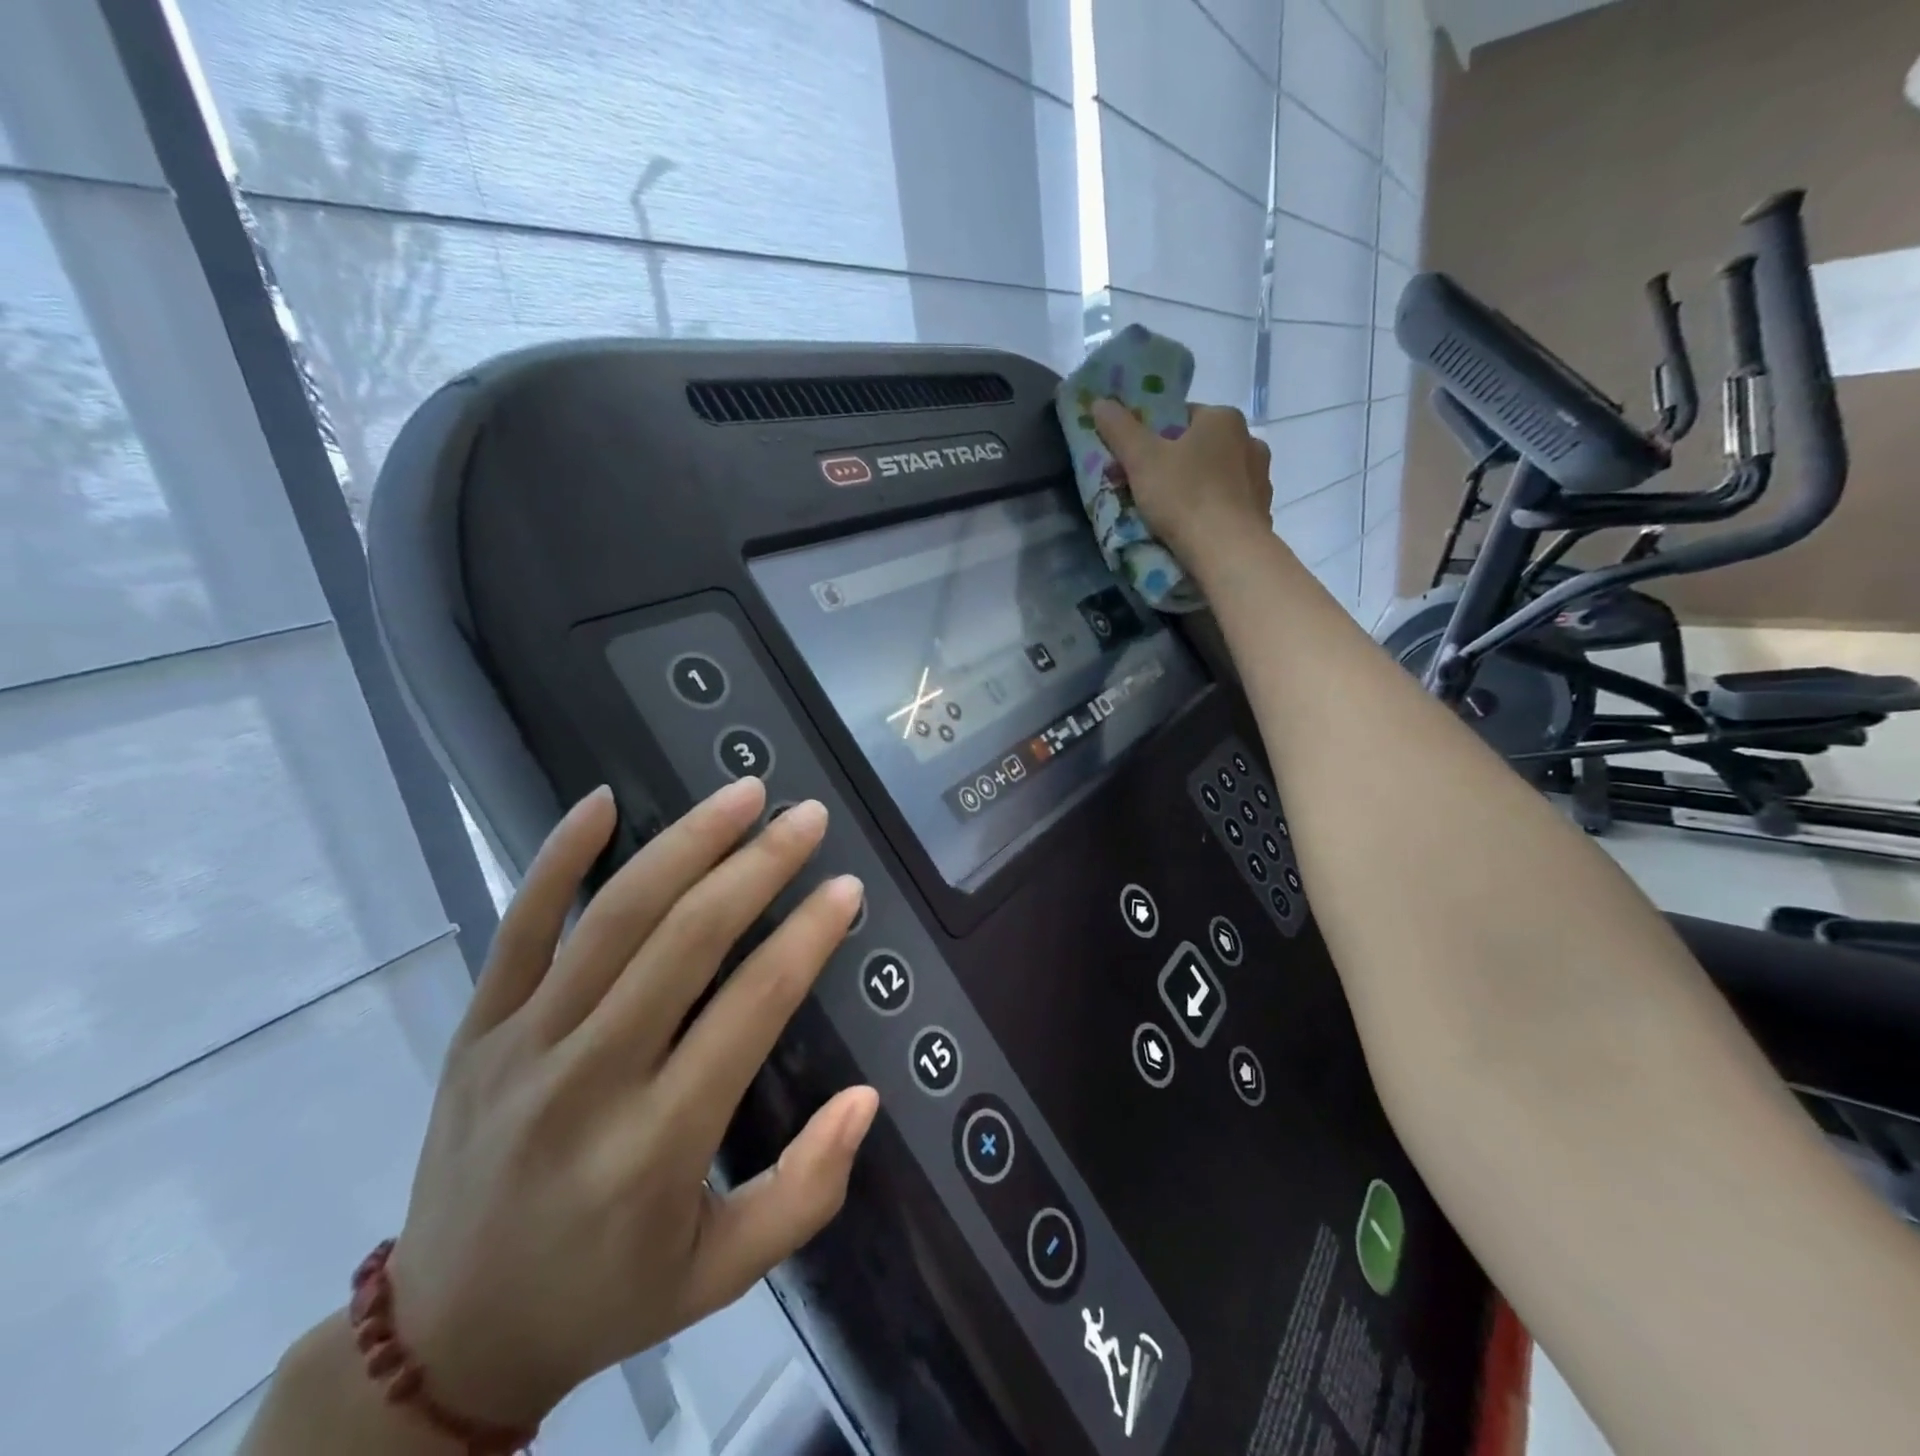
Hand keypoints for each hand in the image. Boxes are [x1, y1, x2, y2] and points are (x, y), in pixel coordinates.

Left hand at [384, 778, 877, 1429]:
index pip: (750, 1008)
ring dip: (686, 843)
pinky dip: (560, 855)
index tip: (845, 890)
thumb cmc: (603, 1298)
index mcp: (655, 1144)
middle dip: (758, 866)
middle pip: (686, 940)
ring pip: (614, 916)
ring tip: (743, 795)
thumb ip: (806, 1191)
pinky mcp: (479, 1027)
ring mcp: (523, 1043)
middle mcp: (589, 1078)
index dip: (806, 938)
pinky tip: (604, 800)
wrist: (445, 1338)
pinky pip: (520, 925)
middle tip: (807, 818)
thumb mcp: (722, 1277)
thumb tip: (865, 1099)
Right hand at [1091, 398, 1274, 570]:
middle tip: (1143, 490)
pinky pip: (1228, 504)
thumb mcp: (1141, 460)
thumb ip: (1120, 429)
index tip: (1134, 461)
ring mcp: (1260, 478)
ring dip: (1193, 488)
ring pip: (1215, 476)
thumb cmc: (1184, 496)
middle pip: (1198, 447)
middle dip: (1171, 464)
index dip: (1152, 437)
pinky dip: (1210, 511)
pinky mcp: (1262, 511)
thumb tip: (1100, 401)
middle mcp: (1249, 441)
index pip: (1181, 417)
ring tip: (1167, 514)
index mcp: (1223, 418)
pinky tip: (1193, 528)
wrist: (1228, 552)